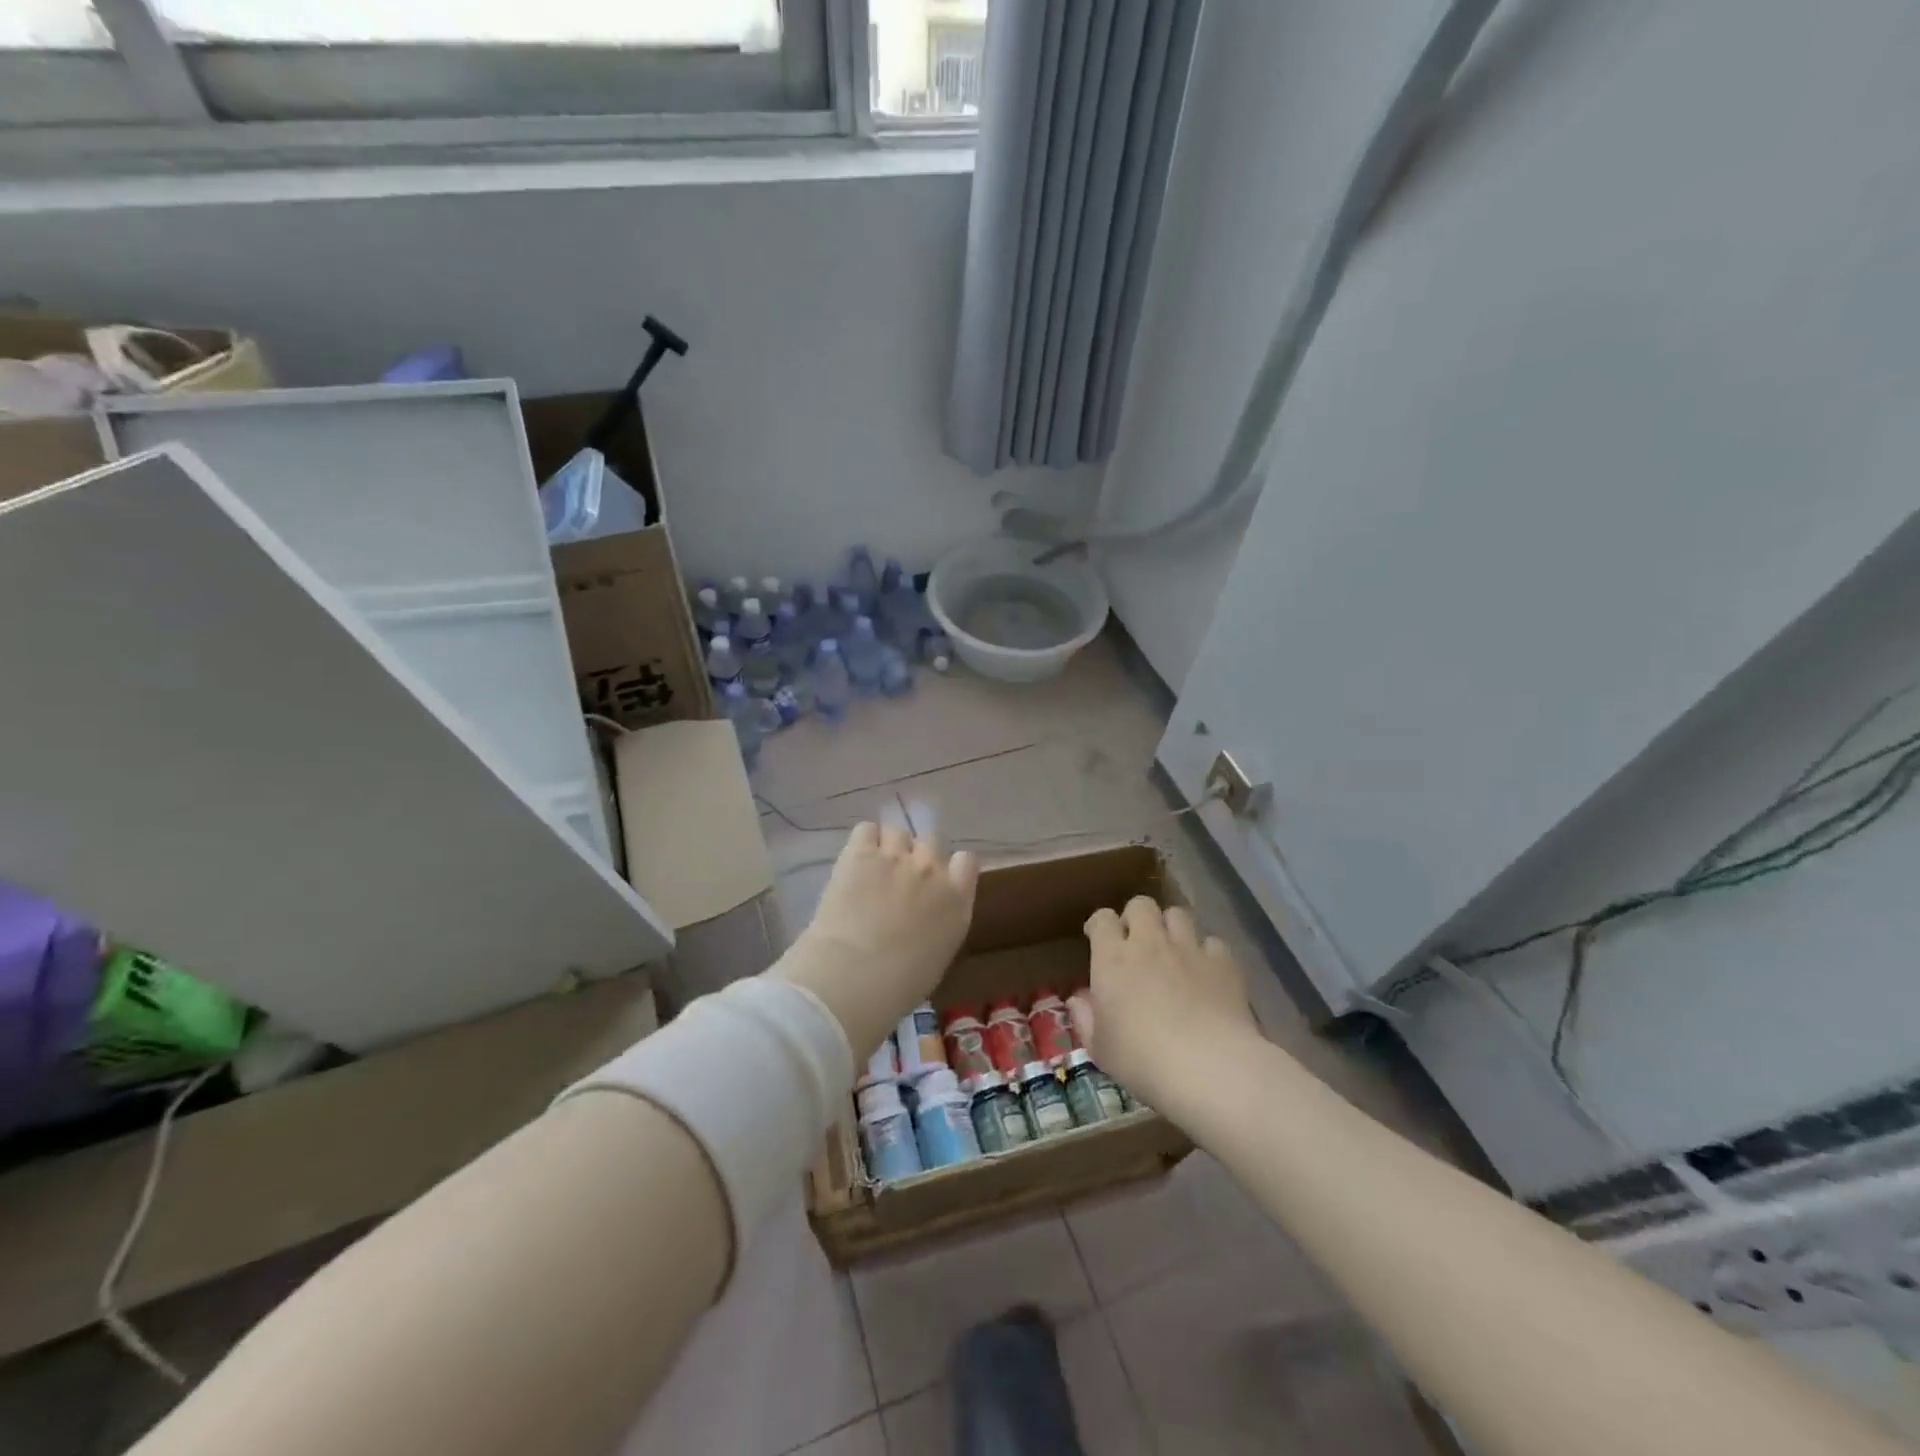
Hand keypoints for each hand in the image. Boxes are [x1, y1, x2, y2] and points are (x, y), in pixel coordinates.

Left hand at [775, 823, 978, 1057]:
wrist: (853, 977)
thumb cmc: (898, 986)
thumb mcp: (937, 957)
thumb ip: (940, 925)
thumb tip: (925, 919)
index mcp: (957, 900)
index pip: (966, 861)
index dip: (950, 867)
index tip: (936, 881)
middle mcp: (932, 870)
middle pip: (931, 842)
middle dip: (917, 856)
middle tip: (898, 879)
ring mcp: (896, 857)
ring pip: (898, 833)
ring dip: (888, 847)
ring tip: (872, 869)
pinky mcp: (860, 853)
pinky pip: (866, 830)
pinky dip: (863, 842)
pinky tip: (855, 861)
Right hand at [1070, 897, 1256, 1110]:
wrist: (1208, 1067)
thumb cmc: (1142, 1060)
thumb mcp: (1100, 1048)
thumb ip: (1085, 1018)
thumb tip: (1078, 999)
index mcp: (1113, 958)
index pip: (1102, 919)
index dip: (1099, 924)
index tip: (1097, 939)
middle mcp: (1149, 942)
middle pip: (1141, 904)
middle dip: (1137, 917)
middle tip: (1136, 942)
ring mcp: (1189, 949)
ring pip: (1178, 914)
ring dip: (1171, 927)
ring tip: (1173, 951)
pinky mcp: (1223, 963)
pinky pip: (1212, 942)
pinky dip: (1206, 952)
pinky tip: (1206, 973)